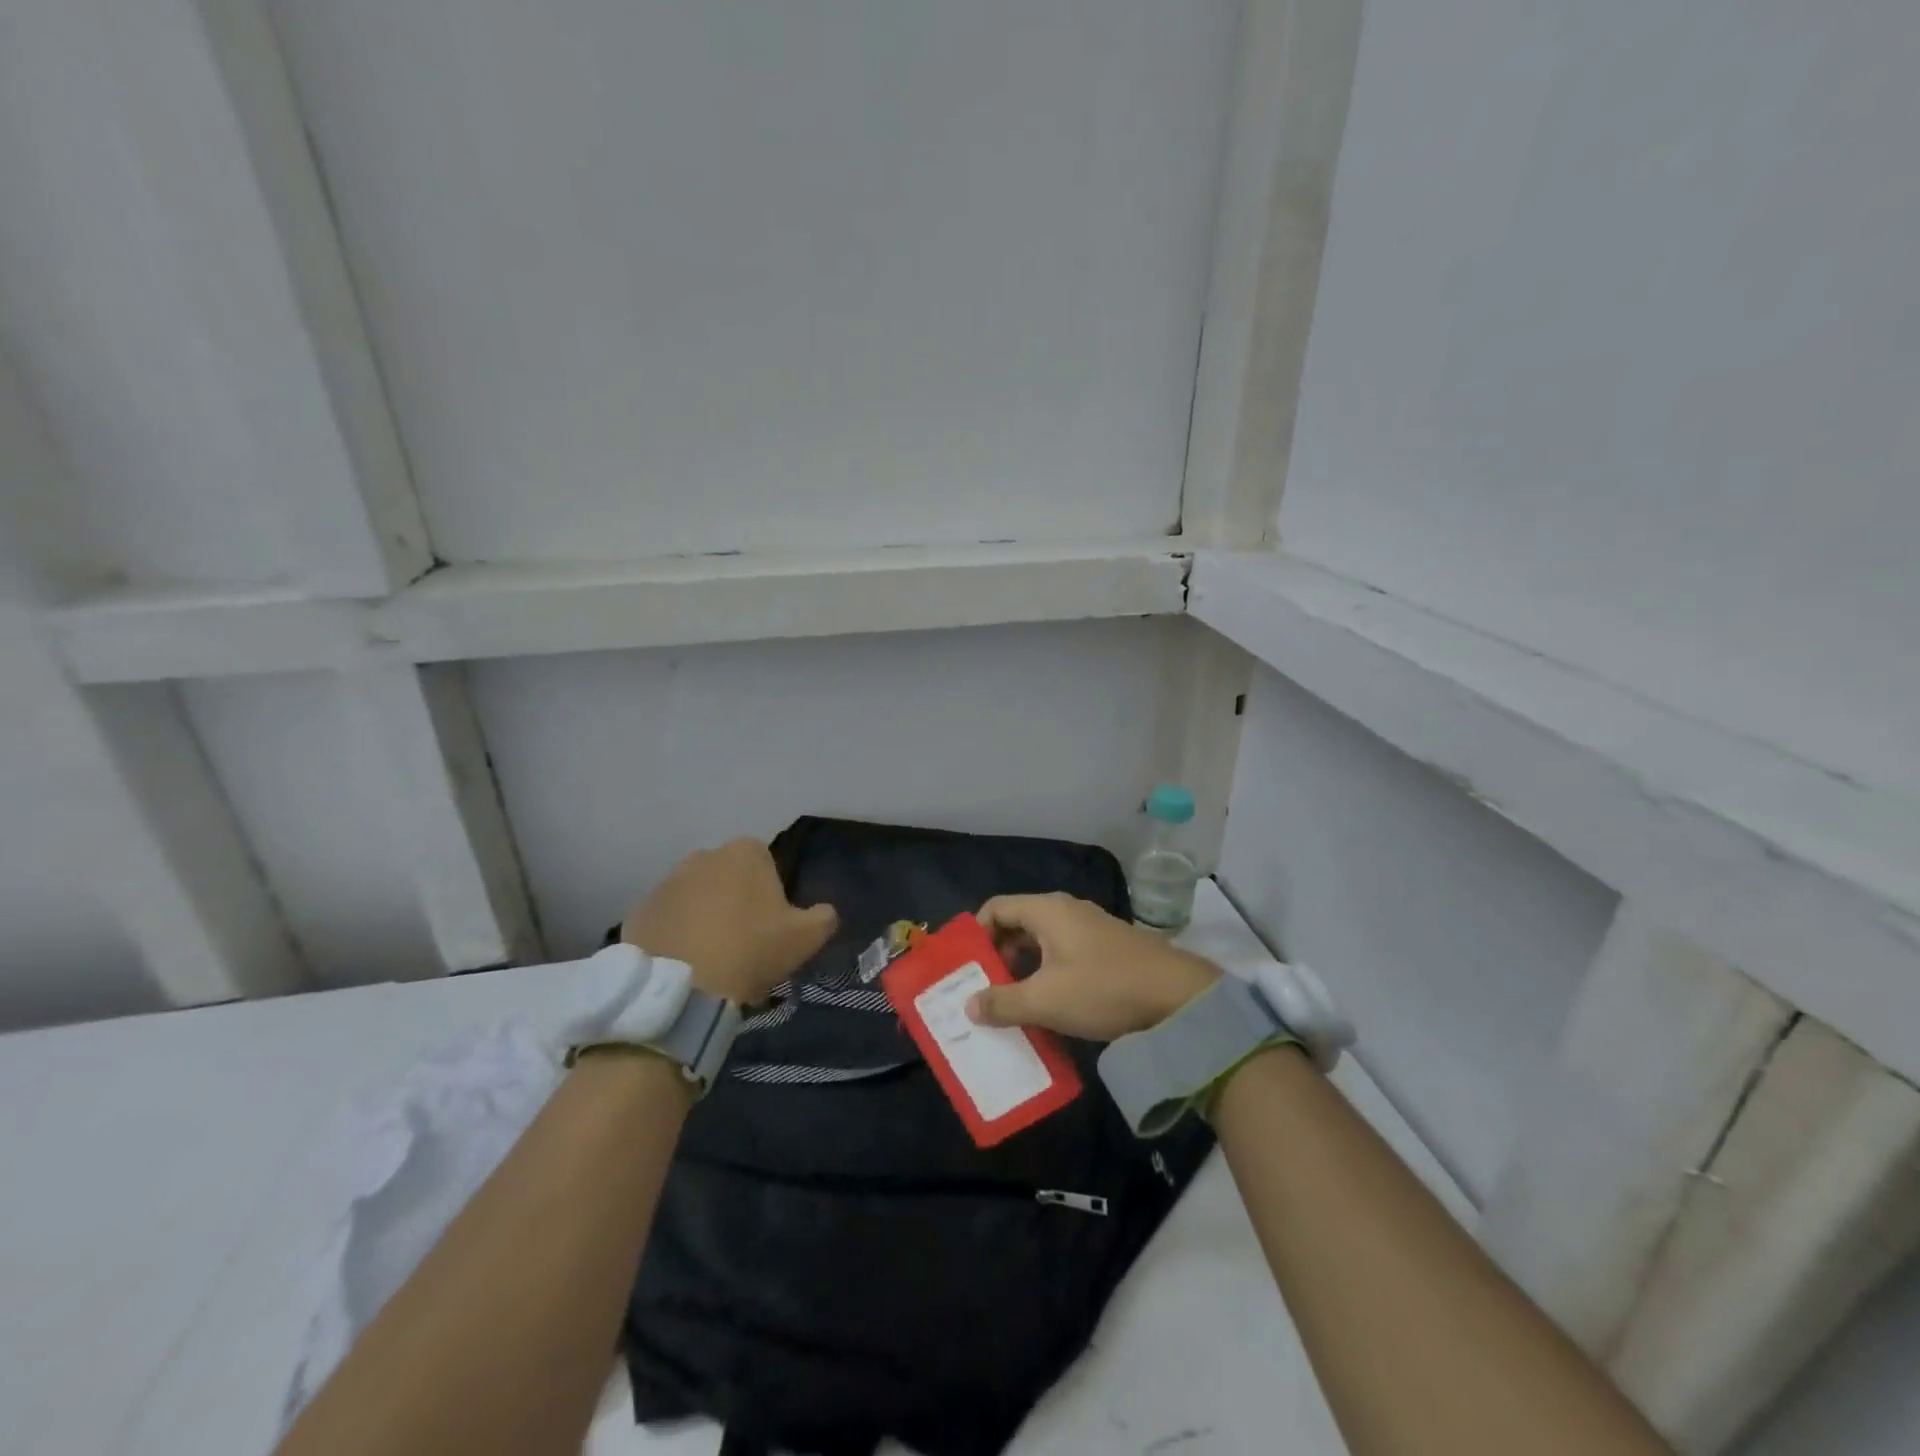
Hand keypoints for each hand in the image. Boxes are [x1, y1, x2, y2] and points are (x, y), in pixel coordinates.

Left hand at [621, 839, 837, 1004]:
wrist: (682, 987)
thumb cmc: (752, 950)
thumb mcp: (806, 937)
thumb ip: (824, 917)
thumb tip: (825, 912)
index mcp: (746, 853)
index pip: (766, 863)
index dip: (771, 895)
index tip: (771, 927)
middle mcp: (703, 856)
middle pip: (727, 878)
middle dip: (735, 902)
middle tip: (743, 943)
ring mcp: (666, 882)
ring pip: (694, 898)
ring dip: (703, 918)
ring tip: (711, 959)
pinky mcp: (639, 911)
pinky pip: (666, 920)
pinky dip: (674, 936)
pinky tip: (684, 965)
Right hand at [966, 892, 1219, 1040]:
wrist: (1179, 997)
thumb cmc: (1104, 989)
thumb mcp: (1046, 1000)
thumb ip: (1003, 1002)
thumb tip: (968, 1005)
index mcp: (1047, 910)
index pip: (996, 908)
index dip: (976, 934)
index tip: (966, 968)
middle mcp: (1066, 911)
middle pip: (1017, 924)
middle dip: (997, 956)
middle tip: (982, 990)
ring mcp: (1089, 929)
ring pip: (1041, 942)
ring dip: (1022, 969)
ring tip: (1009, 1003)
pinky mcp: (1106, 950)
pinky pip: (1063, 955)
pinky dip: (1047, 974)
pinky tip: (1047, 1006)